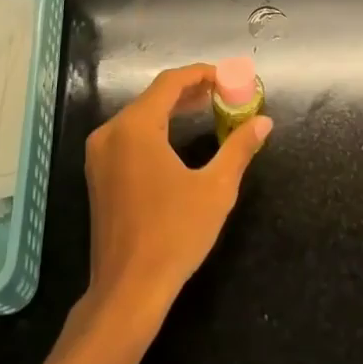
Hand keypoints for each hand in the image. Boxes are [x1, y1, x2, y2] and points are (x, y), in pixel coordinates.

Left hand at [82, 65, 272, 322]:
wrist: (129, 289)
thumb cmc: (174, 234)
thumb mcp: (215, 189)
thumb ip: (239, 148)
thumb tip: (264, 122)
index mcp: (135, 128)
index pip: (169, 83)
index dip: (201, 74)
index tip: (229, 78)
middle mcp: (110, 133)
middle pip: (153, 96)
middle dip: (189, 91)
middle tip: (224, 93)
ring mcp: (99, 154)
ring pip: (139, 116)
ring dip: (172, 110)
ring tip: (208, 110)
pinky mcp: (98, 174)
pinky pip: (129, 136)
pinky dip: (155, 129)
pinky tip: (178, 138)